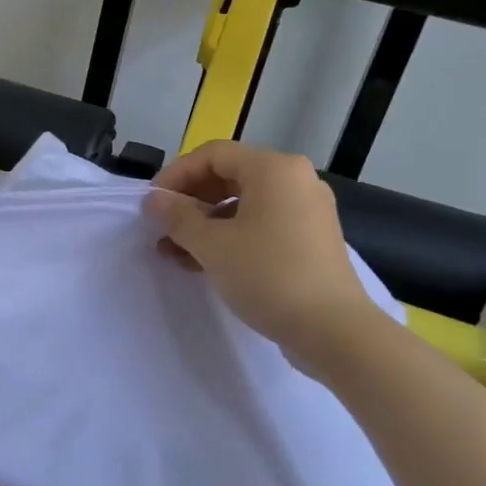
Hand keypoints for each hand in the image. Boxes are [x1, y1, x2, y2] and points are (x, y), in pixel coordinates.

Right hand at [145, 141, 381, 373]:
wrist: (333, 330)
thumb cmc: (268, 276)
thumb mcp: (212, 245)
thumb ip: (177, 217)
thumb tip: (154, 199)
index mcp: (274, 169)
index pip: (213, 154)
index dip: (176, 174)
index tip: (152, 203)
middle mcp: (295, 179)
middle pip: (229, 176)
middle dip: (190, 201)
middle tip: (162, 226)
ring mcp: (306, 210)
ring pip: (243, 203)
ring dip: (205, 223)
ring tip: (174, 251)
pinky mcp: (310, 239)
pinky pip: (261, 224)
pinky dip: (230, 236)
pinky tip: (204, 262)